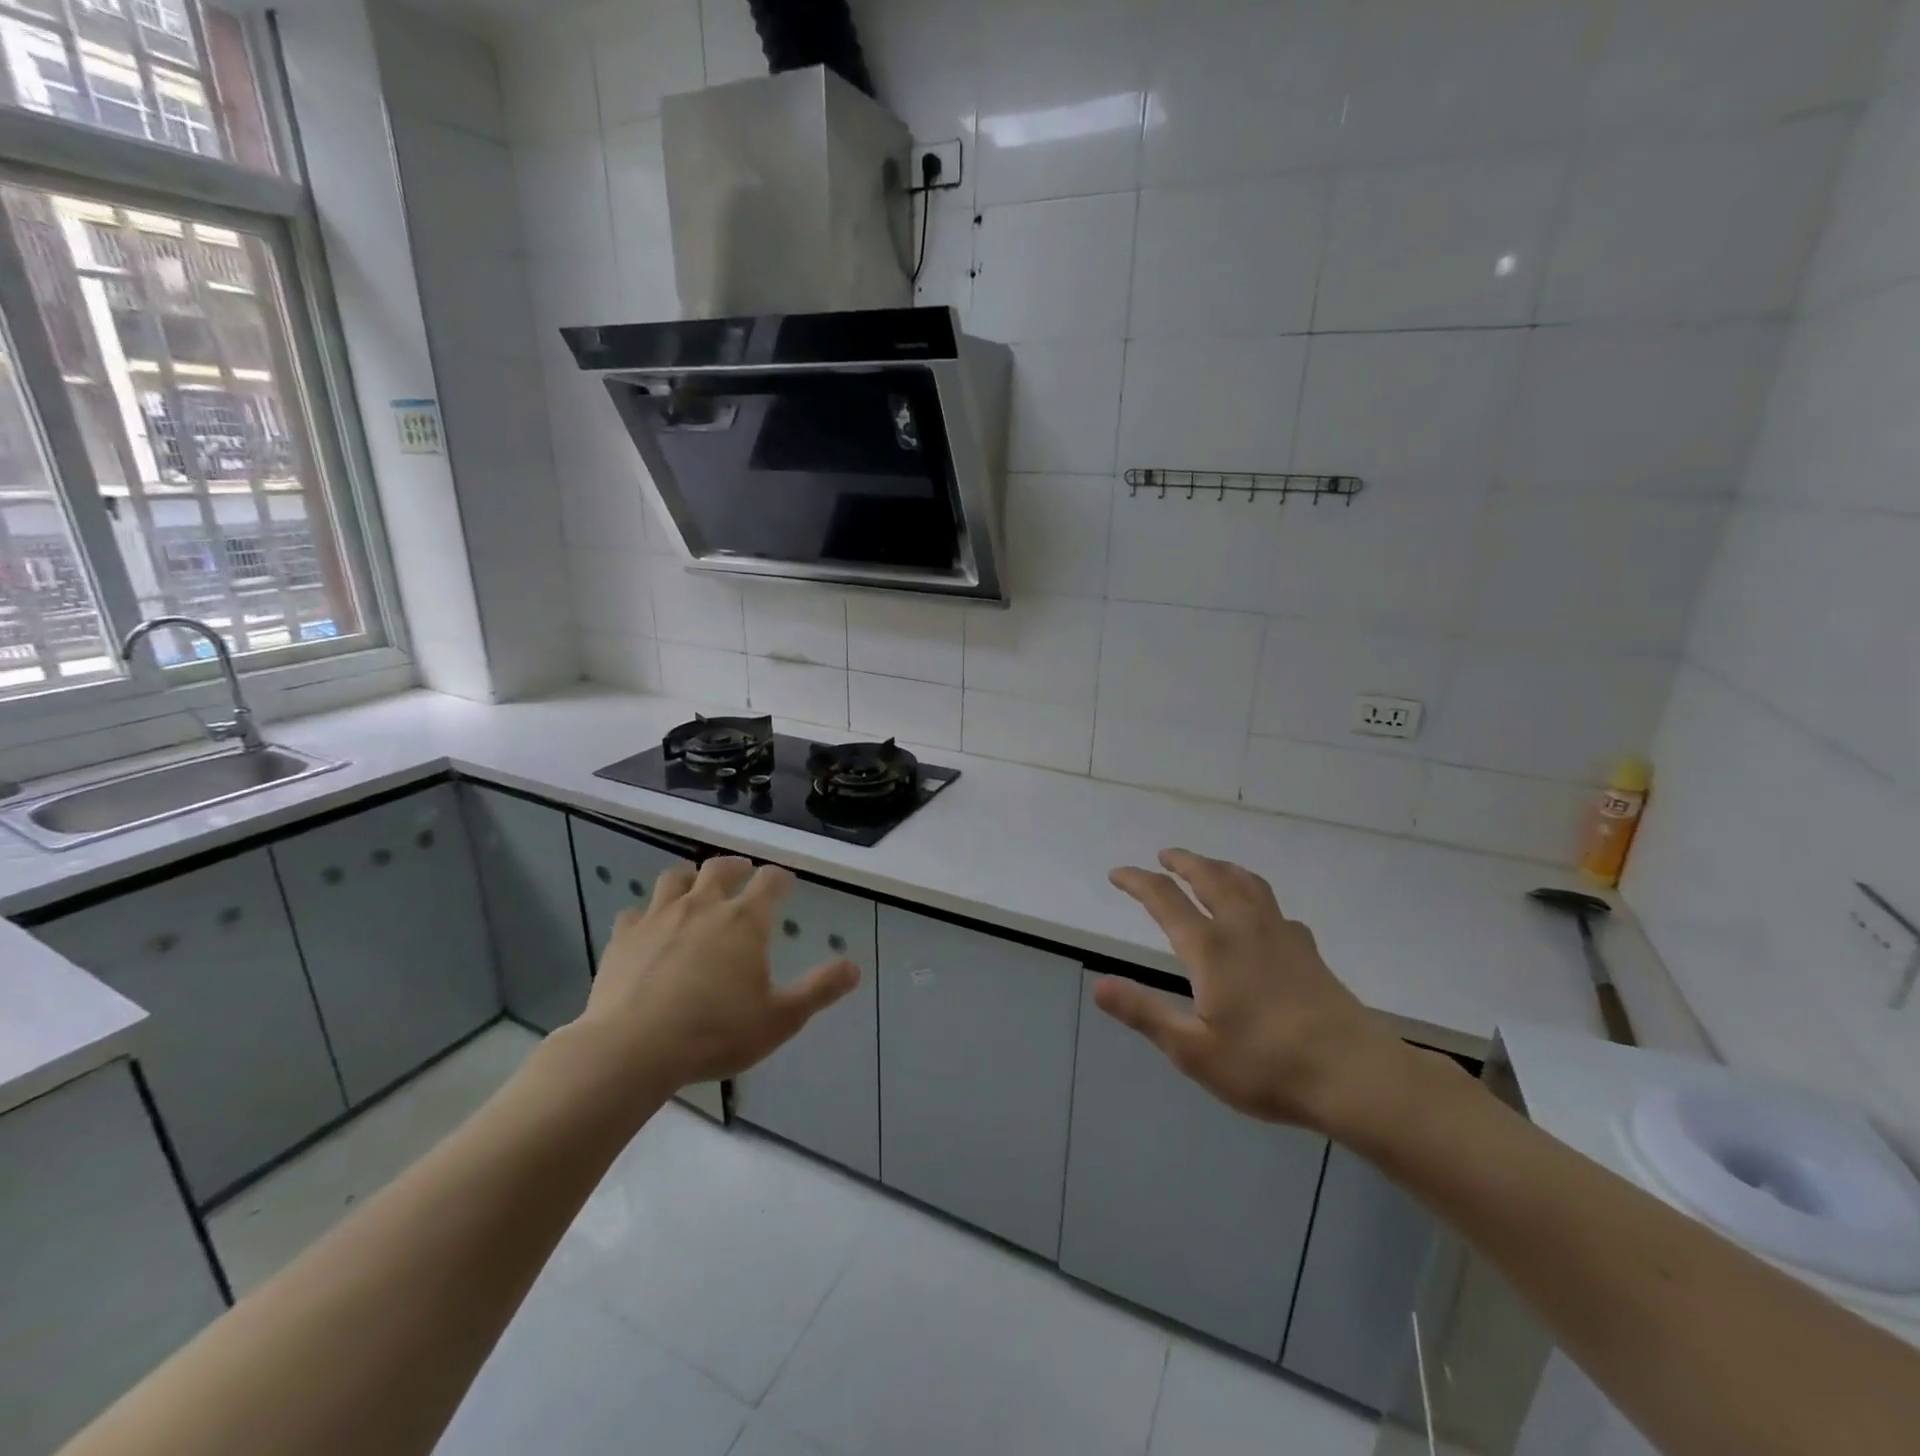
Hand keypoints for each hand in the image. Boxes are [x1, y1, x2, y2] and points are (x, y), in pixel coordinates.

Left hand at [572, 856, 858, 1092]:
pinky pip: (634, 912)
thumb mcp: (781, 1019)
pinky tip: (646, 926)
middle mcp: (703, 906)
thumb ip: (820, 990)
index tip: (786, 881)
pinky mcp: (623, 937)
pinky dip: (645, 913)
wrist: (632, 1049)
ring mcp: (659, 918)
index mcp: (745, 921)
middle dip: (736, 866)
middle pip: (721, 868)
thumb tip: (854, 967)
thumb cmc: (715, 1033)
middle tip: (743, 871)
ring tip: (695, 886)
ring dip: (690, 877)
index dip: (781, 878)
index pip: (771, 882)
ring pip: (675, 878)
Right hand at [1096, 848, 1421, 1136]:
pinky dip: (1253, 894)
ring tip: (1208, 867)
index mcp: (1211, 948)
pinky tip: (1259, 914)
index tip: (1118, 874)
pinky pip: (1273, 906)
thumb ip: (1144, 1013)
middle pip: (1210, 877)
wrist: (1356, 1076)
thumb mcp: (1193, 1051)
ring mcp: (1281, 936)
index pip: (1165, 899)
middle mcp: (1244, 929)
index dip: (1138, 881)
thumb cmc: (1267, 1066)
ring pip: (1247, 883)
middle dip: (1184, 861)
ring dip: (1220, 867)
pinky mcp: (1308, 951)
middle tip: (1165, 855)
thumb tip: (1098, 986)